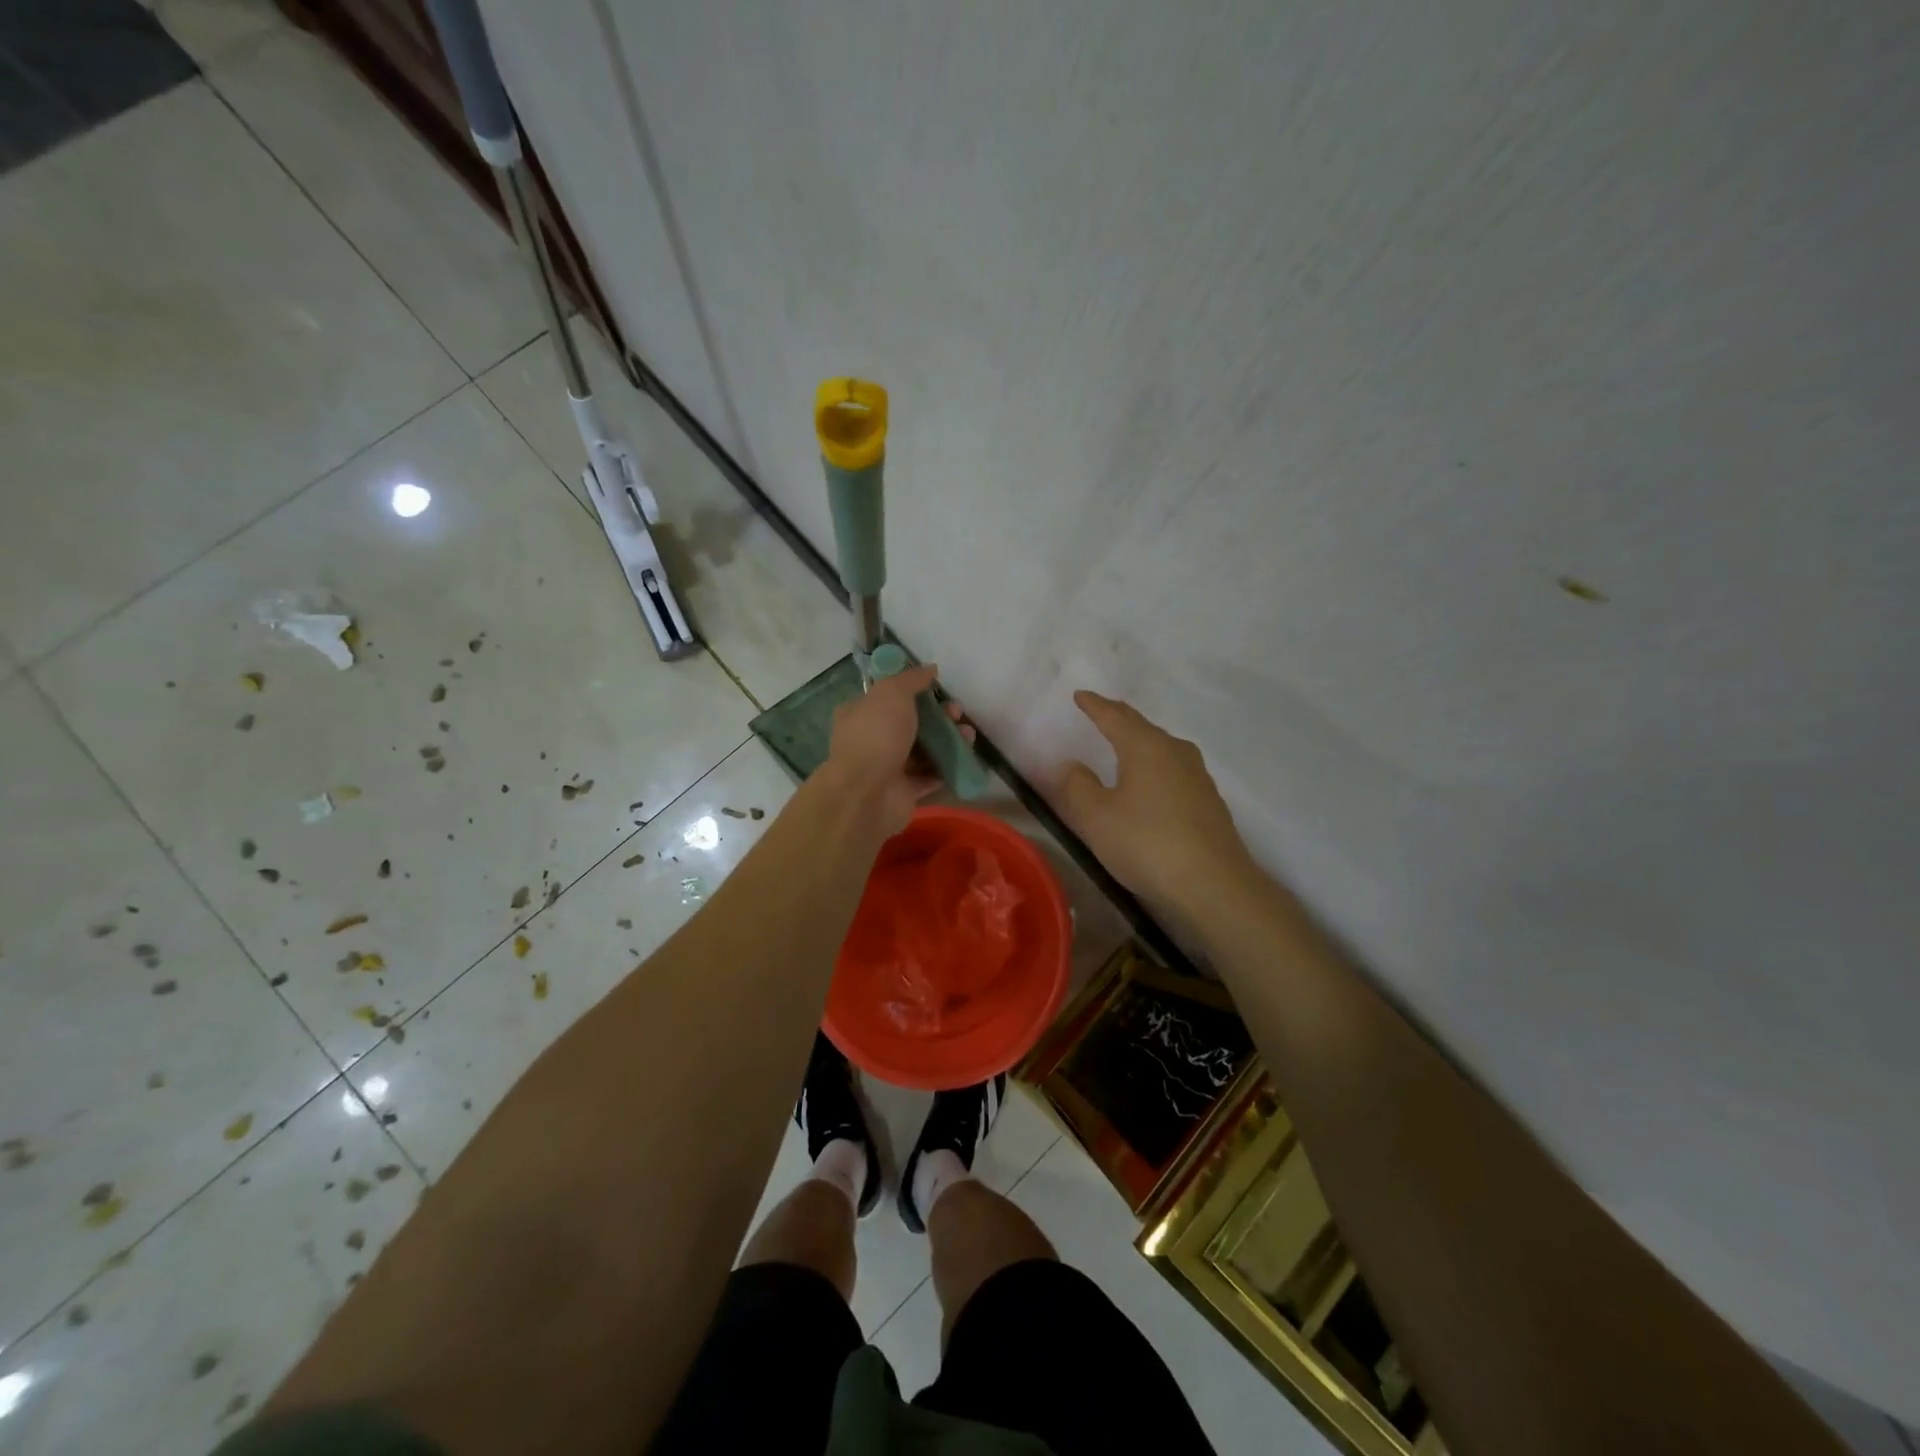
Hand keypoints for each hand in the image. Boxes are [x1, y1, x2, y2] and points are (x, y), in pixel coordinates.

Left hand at [824, 664, 974, 834]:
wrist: (867, 794)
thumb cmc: (876, 735)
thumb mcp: (892, 693)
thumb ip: (912, 679)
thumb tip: (930, 669)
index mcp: (860, 713)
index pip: (888, 697)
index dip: (914, 691)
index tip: (938, 689)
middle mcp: (871, 739)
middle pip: (911, 723)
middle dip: (938, 716)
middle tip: (957, 713)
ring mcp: (887, 767)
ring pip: (923, 749)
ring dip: (947, 740)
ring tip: (968, 736)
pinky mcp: (904, 791)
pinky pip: (930, 776)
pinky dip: (947, 767)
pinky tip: (965, 759)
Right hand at [1059, 691, 1256, 914]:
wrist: (1214, 886)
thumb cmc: (1147, 844)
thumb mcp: (1097, 817)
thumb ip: (1078, 786)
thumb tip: (1072, 764)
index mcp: (1145, 747)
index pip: (1114, 717)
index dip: (1095, 706)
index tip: (1080, 695)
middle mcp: (1175, 752)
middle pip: (1142, 727)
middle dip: (1119, 717)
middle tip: (1101, 711)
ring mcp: (1197, 776)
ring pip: (1162, 747)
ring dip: (1141, 740)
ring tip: (1125, 741)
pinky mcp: (1208, 801)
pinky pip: (1173, 769)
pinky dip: (1155, 764)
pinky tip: (1152, 780)